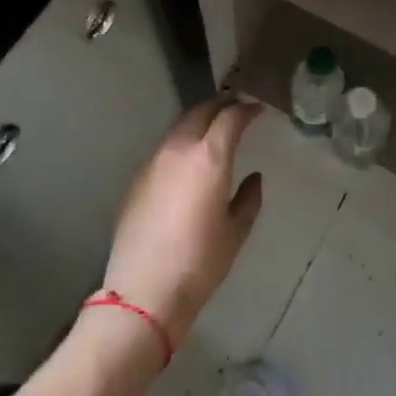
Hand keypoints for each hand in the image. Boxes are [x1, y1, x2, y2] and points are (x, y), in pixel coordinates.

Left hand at [101, 97, 264, 346]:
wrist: (144, 290)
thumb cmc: (200, 262)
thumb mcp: (236, 231)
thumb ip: (249, 198)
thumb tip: (253, 178)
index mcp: (209, 157)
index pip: (230, 117)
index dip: (247, 109)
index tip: (258, 110)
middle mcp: (179, 149)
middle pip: (200, 111)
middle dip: (221, 105)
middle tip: (236, 109)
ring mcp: (153, 161)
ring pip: (179, 127)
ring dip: (198, 122)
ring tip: (213, 131)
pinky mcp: (136, 178)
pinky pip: (163, 149)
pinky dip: (180, 144)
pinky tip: (187, 162)